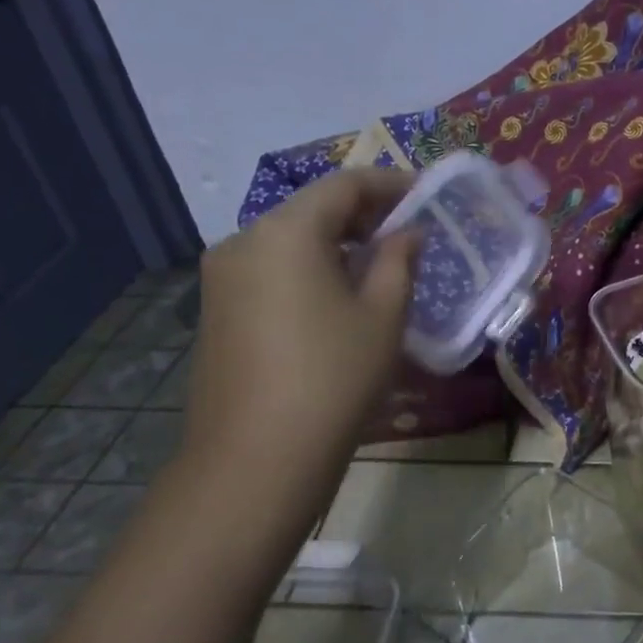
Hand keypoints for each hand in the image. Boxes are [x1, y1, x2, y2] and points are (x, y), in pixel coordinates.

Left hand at [180, 168, 418, 503]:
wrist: (256, 459)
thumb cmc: (334, 377)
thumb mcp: (383, 314)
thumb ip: (399, 260)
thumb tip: (406, 232)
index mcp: (286, 231)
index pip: (344, 184)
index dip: (390, 184)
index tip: (426, 193)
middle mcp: (244, 240)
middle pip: (312, 209)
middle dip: (363, 213)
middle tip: (409, 230)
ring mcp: (222, 277)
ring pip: (290, 240)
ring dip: (336, 242)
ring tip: (380, 263)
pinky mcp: (217, 310)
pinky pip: (271, 269)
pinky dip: (310, 267)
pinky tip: (339, 294)